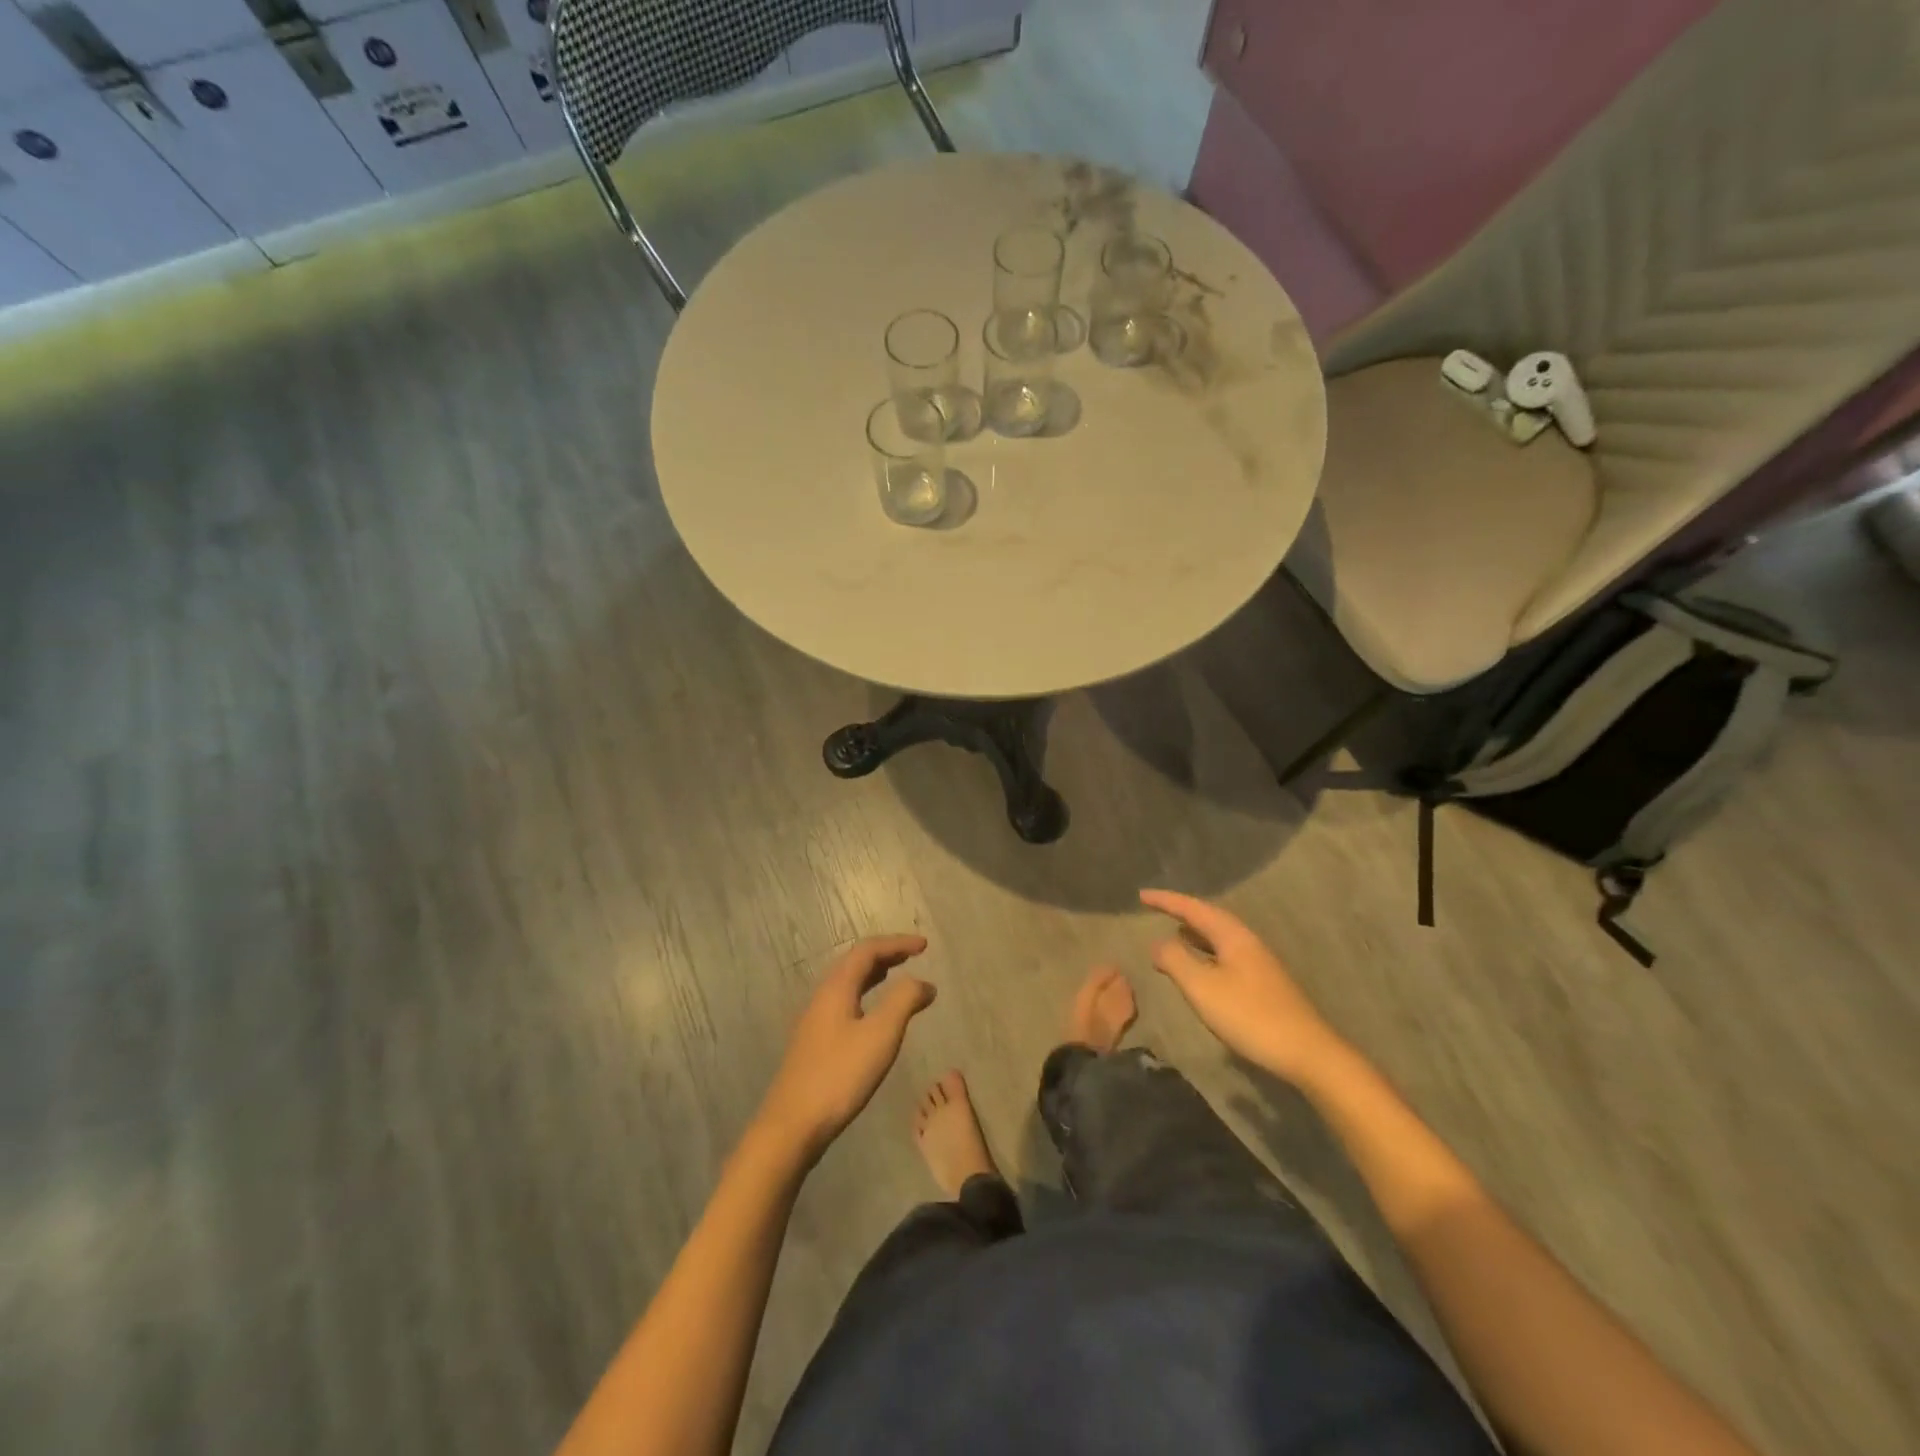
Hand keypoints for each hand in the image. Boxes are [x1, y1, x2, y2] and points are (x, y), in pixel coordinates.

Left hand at [757, 935, 934, 1161]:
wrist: (792, 1125)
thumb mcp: (881, 1035)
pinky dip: (865, 995)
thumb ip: (904, 1001)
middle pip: (854, 962)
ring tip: (897, 976)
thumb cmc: (840, 1075)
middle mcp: (822, 996)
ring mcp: (814, 1020)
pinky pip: (844, 1002)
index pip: (868, 950)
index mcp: (836, 988)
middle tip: (913, 955)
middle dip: (885, 954)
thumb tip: (924, 983)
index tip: (925, 946)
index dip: (897, 943)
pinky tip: (873, 1015)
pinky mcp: (814, 1042)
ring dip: (874, 974)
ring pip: (847, 983)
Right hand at [1140, 890, 1348, 1085]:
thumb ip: (1175, 960)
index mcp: (1233, 936)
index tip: (1141, 896)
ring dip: (1195, 933)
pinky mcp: (1263, 984)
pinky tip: (1201, 968)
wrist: (1307, 1053)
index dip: (1166, 901)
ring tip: (1174, 933)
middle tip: (1156, 908)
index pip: (1193, 908)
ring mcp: (1259, 963)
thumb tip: (1156, 942)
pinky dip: (1206, 953)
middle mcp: (1247, 942)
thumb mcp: (1202, 987)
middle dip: (1182, 912)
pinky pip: (1226, 956)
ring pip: (1220, 938)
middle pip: (1210, 918)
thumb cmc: (1250, 1016)